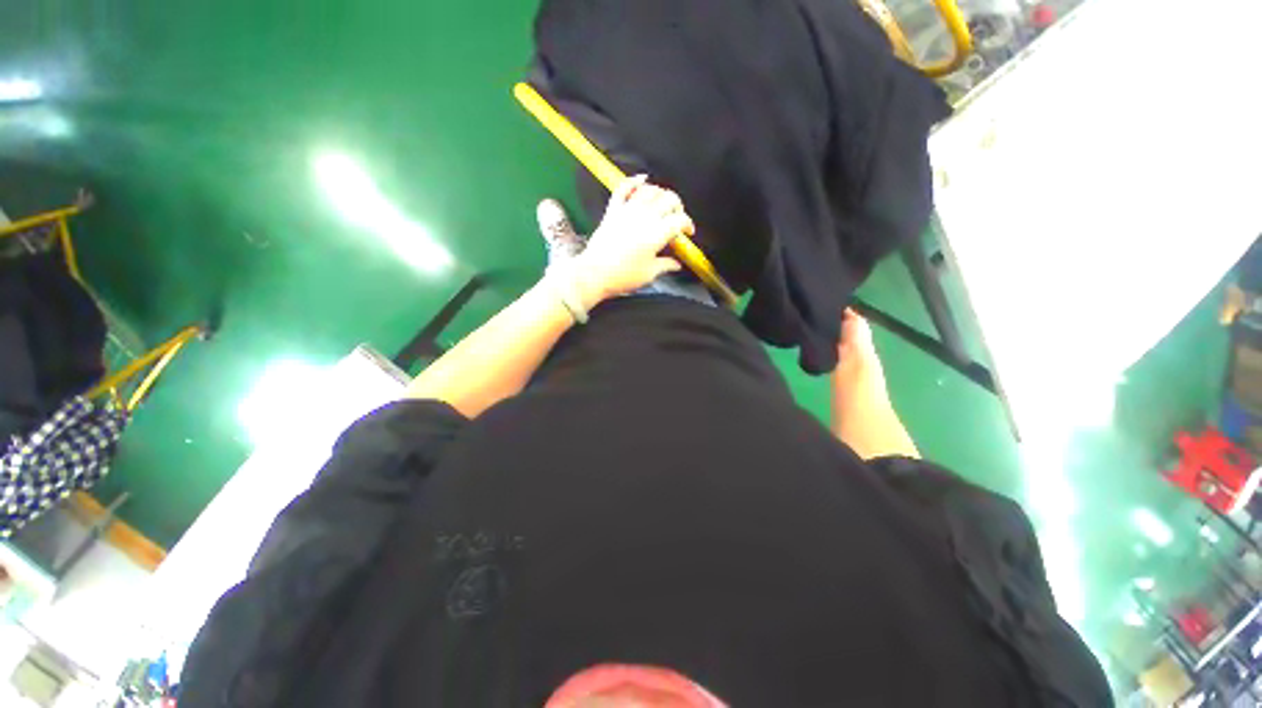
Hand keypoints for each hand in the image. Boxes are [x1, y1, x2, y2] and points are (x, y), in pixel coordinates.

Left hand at [573, 175, 693, 303]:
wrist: (595, 274)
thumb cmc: (624, 276)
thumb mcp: (649, 274)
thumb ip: (665, 265)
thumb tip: (676, 264)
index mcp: (657, 233)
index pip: (679, 220)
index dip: (688, 224)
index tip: (688, 232)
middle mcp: (645, 217)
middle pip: (668, 199)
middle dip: (677, 206)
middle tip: (677, 217)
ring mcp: (628, 211)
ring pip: (650, 190)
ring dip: (660, 193)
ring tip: (662, 203)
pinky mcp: (613, 211)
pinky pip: (623, 188)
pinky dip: (634, 181)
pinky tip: (642, 178)